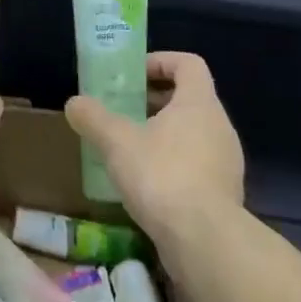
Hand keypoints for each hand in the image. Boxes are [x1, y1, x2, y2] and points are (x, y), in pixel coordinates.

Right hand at [64, 52, 244, 235]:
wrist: (204, 240)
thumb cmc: (161, 175)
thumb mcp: (117, 142)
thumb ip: (94, 118)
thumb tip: (74, 103)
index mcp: (199, 103)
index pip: (189, 64)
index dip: (161, 61)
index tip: (134, 73)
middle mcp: (220, 126)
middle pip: (190, 98)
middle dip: (156, 100)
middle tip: (124, 109)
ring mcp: (226, 162)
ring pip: (194, 133)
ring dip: (164, 133)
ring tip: (131, 148)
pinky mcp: (224, 193)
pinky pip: (197, 164)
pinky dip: (173, 163)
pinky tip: (147, 183)